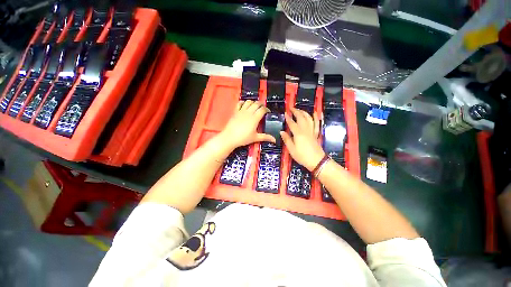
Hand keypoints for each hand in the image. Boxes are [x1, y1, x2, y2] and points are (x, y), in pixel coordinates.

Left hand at [219, 100, 275, 149]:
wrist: (229, 137)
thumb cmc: (243, 138)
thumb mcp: (255, 138)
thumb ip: (265, 137)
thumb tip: (274, 140)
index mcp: (254, 118)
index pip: (262, 110)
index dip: (267, 109)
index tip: (268, 112)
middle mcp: (248, 112)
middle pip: (256, 104)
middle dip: (261, 104)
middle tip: (263, 108)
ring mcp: (241, 111)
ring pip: (248, 102)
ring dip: (253, 102)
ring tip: (255, 106)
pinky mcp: (235, 112)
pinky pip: (239, 103)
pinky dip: (243, 102)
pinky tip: (245, 105)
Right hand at [281, 108, 325, 170]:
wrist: (317, 161)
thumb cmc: (302, 156)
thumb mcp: (291, 150)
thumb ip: (287, 140)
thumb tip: (282, 131)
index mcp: (298, 134)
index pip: (292, 123)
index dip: (288, 118)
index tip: (285, 113)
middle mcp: (305, 130)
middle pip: (301, 118)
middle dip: (296, 112)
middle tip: (291, 108)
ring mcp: (312, 131)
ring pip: (309, 118)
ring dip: (304, 112)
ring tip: (300, 109)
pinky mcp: (316, 134)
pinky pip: (316, 123)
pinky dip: (316, 117)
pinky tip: (314, 113)